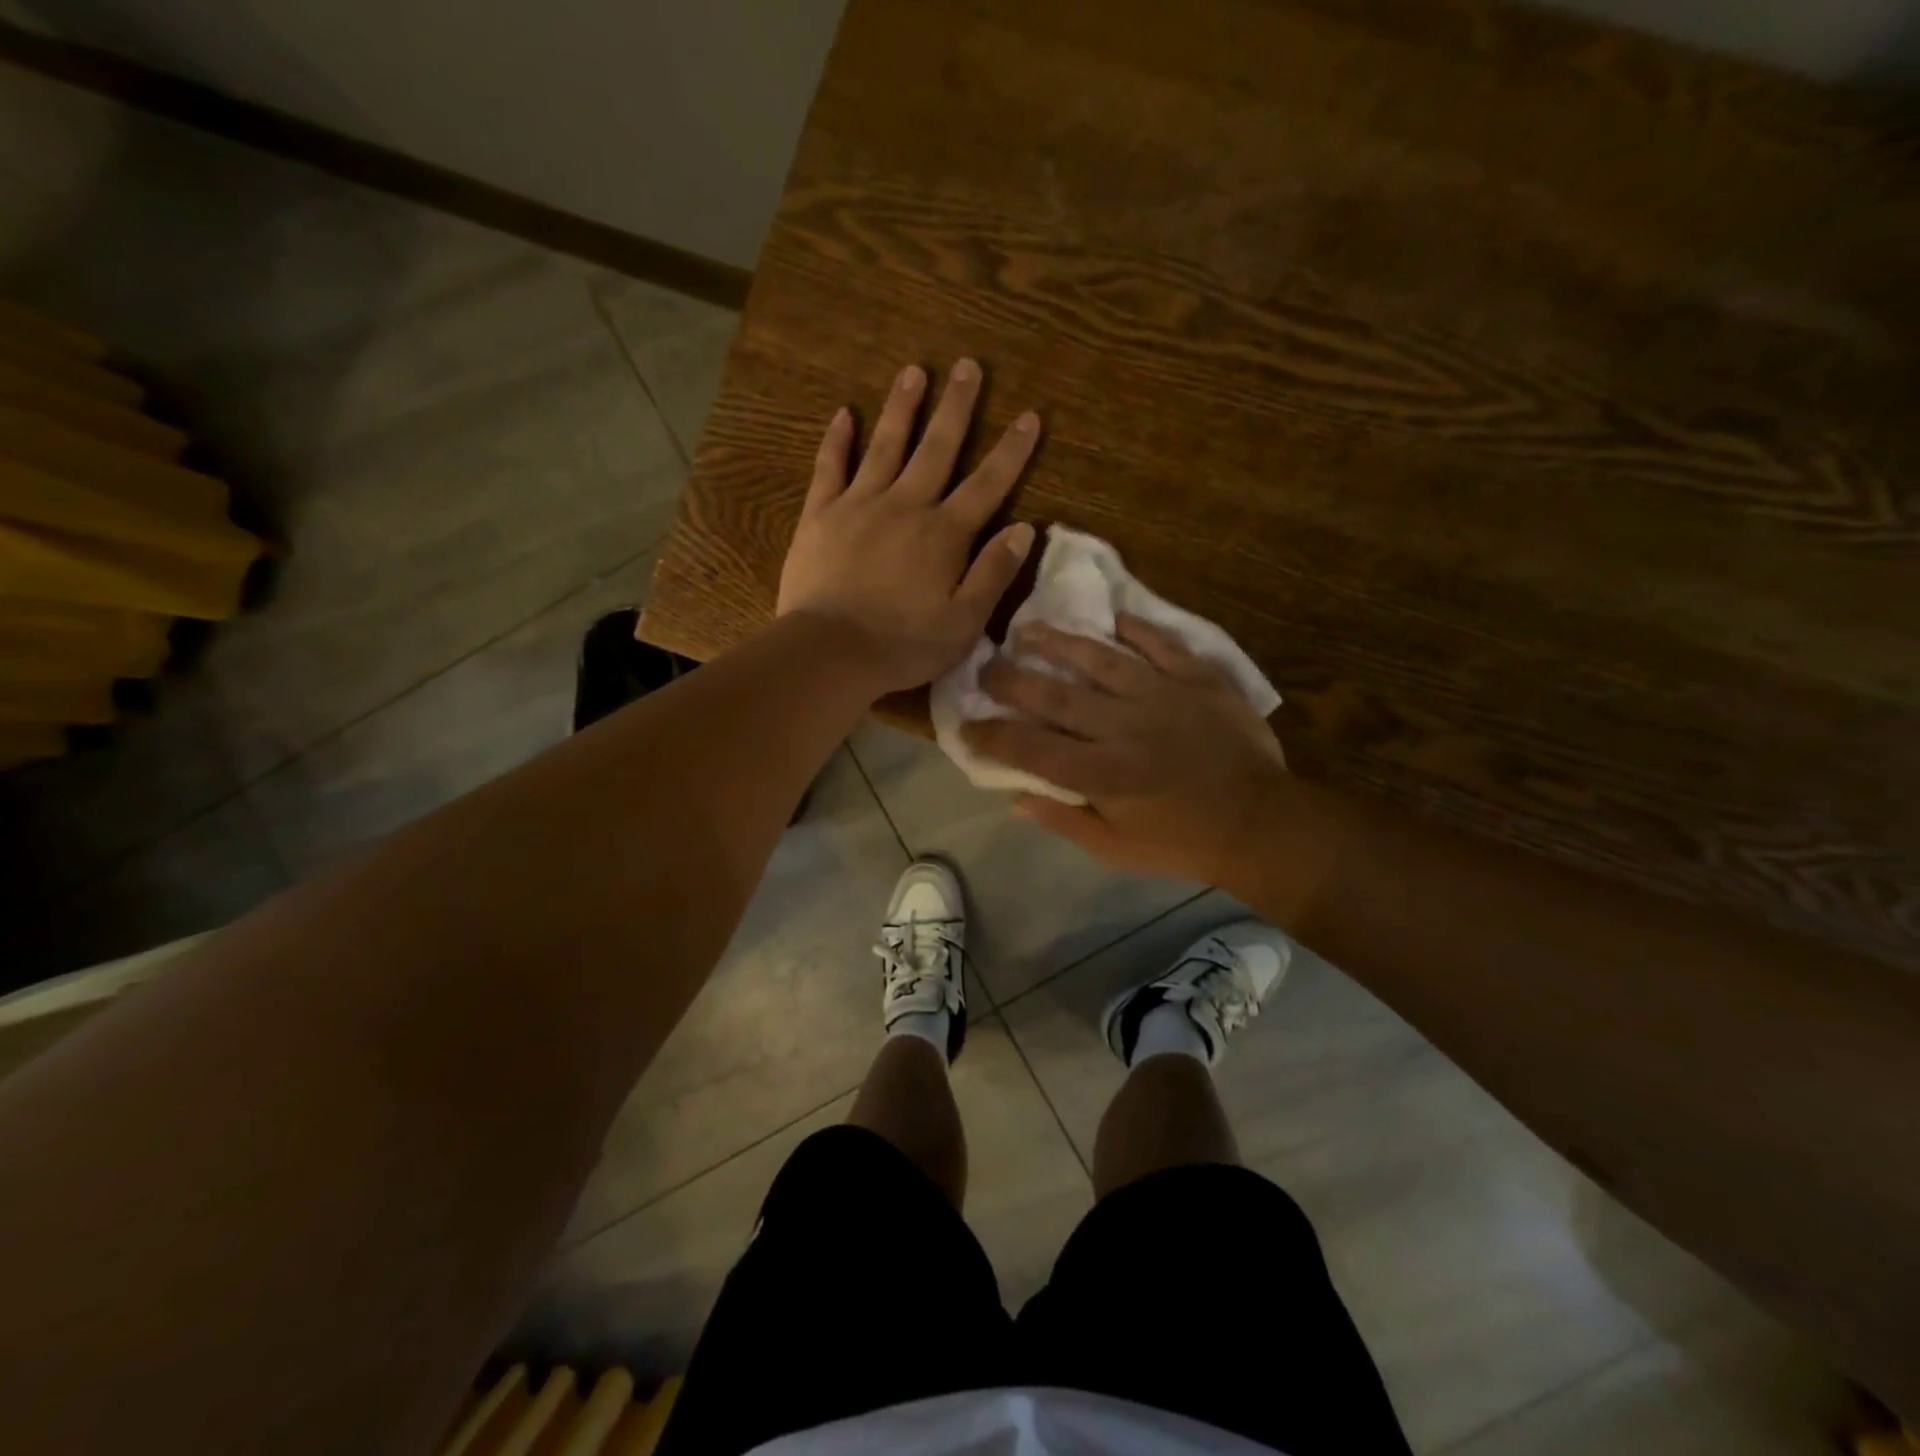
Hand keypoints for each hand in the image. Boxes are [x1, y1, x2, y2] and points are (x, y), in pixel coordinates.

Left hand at [777, 360, 1038, 694]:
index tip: (1029, 416)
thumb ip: (994, 573)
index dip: (1011, 451)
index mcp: (944, 534)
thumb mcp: (964, 623)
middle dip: (956, 407)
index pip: (987, 484)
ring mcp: (859, 505)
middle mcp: (906, 506)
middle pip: (937, 448)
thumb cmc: (903, 644)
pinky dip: (837, 440)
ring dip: (901, 408)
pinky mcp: (820, 515)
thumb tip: (1024, 528)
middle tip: (968, 365)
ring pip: (885, 446)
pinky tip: (842, 414)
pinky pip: (830, 468)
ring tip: (913, 371)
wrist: (830, 651)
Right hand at [964, 615, 1289, 885]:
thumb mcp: (1116, 848)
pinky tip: (1112, 619)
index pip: (1029, 747)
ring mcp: (1161, 694)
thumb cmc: (1182, 841)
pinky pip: (1159, 643)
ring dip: (1059, 641)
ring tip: (1030, 628)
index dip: (990, 735)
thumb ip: (1064, 819)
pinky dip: (1134, 629)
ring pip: (1099, 657)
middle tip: (985, 664)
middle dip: (1011, 678)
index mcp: (1100, 771)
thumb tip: (1015, 798)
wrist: (1259, 820)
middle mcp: (1122, 725)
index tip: (965, 724)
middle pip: (1054, 694)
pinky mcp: (1196, 678)